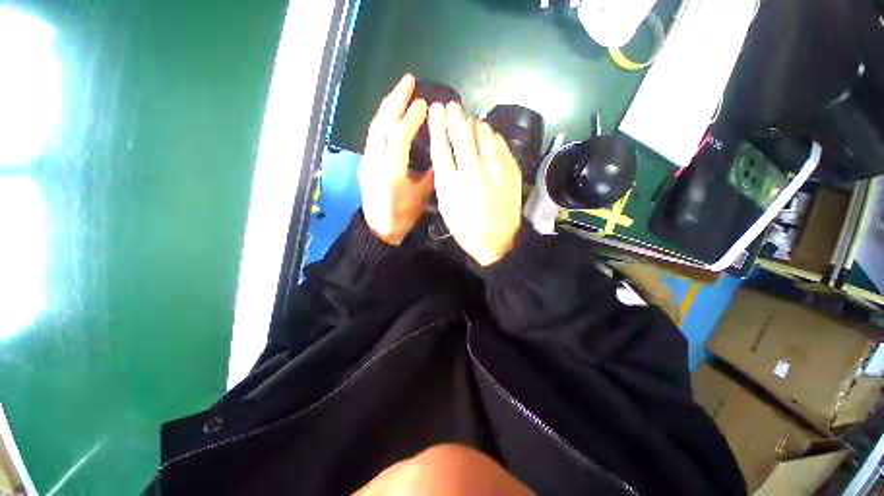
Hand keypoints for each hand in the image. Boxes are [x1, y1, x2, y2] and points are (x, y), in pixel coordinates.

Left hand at [359, 74, 433, 245]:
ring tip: (400, 91)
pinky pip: (373, 135)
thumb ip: (430, 175)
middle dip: (395, 99)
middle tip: (408, 80)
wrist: (378, 230)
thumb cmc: (402, 217)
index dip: (411, 118)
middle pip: (381, 124)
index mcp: (391, 173)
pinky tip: (392, 114)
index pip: (399, 137)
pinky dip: (383, 120)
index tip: (423, 104)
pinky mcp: (365, 162)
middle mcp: (374, 162)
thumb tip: (440, 157)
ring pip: (374, 127)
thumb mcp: (420, 198)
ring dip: (388, 106)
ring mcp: (366, 161)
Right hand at [428, 101, 521, 265]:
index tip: (436, 108)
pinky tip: (489, 139)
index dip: (438, 124)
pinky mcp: (512, 170)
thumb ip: (444, 176)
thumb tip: (448, 150)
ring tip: (472, 125)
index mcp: (451, 184)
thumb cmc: (467, 227)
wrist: (499, 241)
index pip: (441, 145)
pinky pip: (500, 143)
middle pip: (462, 133)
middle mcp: (472, 172)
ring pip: (484, 133)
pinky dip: (493, 138)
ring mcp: (495, 170)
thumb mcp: (447, 206)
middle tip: (453, 107)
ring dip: (476, 126)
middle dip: (456, 116)